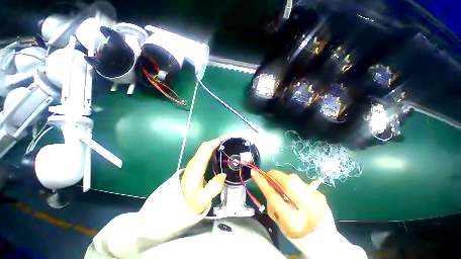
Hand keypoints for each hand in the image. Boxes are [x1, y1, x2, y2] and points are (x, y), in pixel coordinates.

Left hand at [181, 136, 226, 213]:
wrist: (179, 205)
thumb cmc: (191, 202)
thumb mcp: (203, 199)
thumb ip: (213, 188)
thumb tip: (223, 175)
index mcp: (196, 168)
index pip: (205, 150)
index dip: (215, 142)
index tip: (226, 138)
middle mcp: (194, 162)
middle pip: (204, 146)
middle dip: (216, 140)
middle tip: (228, 140)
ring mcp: (194, 163)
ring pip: (204, 148)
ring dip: (214, 143)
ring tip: (225, 143)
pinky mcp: (195, 165)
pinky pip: (204, 152)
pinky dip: (212, 148)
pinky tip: (218, 151)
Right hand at [251, 170, 325, 238]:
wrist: (325, 239)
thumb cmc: (297, 235)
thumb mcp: (281, 224)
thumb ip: (273, 204)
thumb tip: (268, 185)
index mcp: (293, 220)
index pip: (274, 196)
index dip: (262, 182)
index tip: (254, 172)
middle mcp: (307, 208)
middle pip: (288, 182)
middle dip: (275, 175)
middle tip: (269, 176)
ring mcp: (316, 199)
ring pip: (294, 179)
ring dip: (284, 179)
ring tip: (282, 186)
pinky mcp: (320, 194)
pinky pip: (301, 182)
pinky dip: (293, 184)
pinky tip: (295, 192)